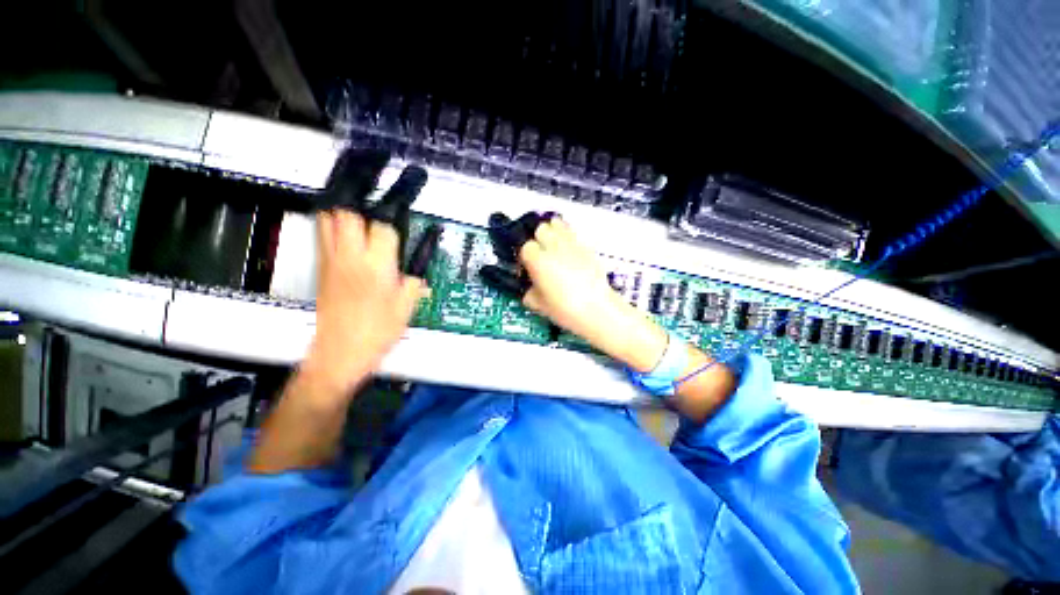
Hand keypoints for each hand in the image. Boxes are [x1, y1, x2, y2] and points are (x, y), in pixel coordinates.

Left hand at [303, 210, 424, 396]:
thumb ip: (413, 282)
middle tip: (377, 227)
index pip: (384, 228)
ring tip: (360, 229)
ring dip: (344, 217)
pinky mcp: (320, 270)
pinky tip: (348, 246)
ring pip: (328, 220)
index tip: (400, 233)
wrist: (341, 352)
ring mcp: (331, 262)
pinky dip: (333, 232)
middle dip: (365, 214)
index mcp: (376, 266)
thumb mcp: (406, 307)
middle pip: (348, 214)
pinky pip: (322, 239)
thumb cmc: (376, 332)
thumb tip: (416, 271)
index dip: (394, 227)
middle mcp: (350, 258)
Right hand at [517, 218, 623, 339]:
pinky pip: (573, 233)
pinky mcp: (587, 247)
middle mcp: (553, 247)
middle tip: (540, 254)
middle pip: (541, 229)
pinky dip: (568, 237)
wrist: (597, 309)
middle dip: (538, 239)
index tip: (528, 267)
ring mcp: (572, 244)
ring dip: (553, 232)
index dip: (525, 257)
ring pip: (558, 224)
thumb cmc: (565, 309)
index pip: (525, 247)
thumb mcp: (539, 306)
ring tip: (554, 246)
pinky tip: (569, 252)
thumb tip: (530, 290)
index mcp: (538, 260)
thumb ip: (530, 294)